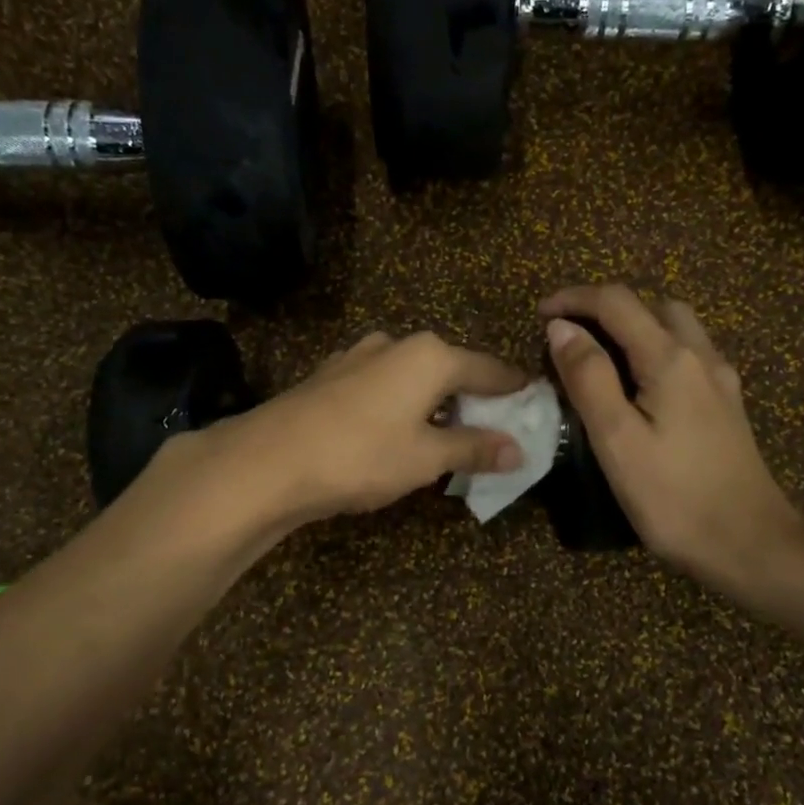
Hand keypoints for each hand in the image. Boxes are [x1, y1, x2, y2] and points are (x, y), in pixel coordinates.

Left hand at [165, 330, 526, 528]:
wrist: (269, 460)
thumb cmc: (362, 455)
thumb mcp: (427, 457)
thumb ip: (474, 448)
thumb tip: (518, 450)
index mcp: (430, 356)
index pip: (489, 369)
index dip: (514, 389)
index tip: (534, 402)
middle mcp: (397, 344)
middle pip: (451, 369)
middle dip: (474, 398)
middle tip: (493, 429)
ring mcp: (358, 356)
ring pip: (414, 377)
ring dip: (435, 402)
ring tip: (446, 436)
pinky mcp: (331, 375)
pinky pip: (383, 386)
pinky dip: (401, 404)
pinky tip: (394, 433)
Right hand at [541, 285, 803, 599]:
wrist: (752, 545)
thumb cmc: (674, 498)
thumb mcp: (617, 440)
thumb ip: (588, 378)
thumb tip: (561, 328)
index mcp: (670, 359)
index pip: (617, 302)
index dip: (574, 299)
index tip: (539, 315)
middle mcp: (701, 356)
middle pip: (652, 305)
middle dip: (606, 308)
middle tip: (570, 336)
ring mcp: (720, 380)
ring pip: (676, 327)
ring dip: (635, 325)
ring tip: (601, 356)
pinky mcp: (727, 404)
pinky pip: (688, 354)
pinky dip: (656, 349)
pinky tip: (641, 386)